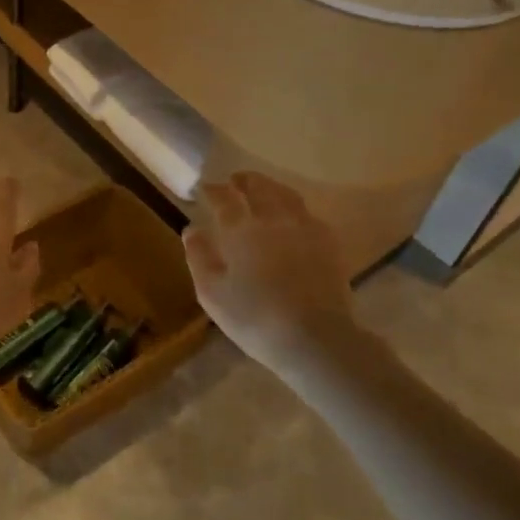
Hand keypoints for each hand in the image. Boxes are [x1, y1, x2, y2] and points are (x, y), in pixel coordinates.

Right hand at [184, 173, 356, 372]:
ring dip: (271, 187)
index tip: (205, 188)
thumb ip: (199, 257)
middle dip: (244, 181)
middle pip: (259, 187)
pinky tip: (292, 218)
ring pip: (286, 195)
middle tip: (235, 181)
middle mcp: (273, 219)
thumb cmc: (255, 319)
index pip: (223, 198)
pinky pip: (307, 213)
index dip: (213, 190)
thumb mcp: (212, 294)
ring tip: (263, 190)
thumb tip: (192, 230)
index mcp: (241, 229)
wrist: (315, 338)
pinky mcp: (328, 242)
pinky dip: (294, 208)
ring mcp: (304, 228)